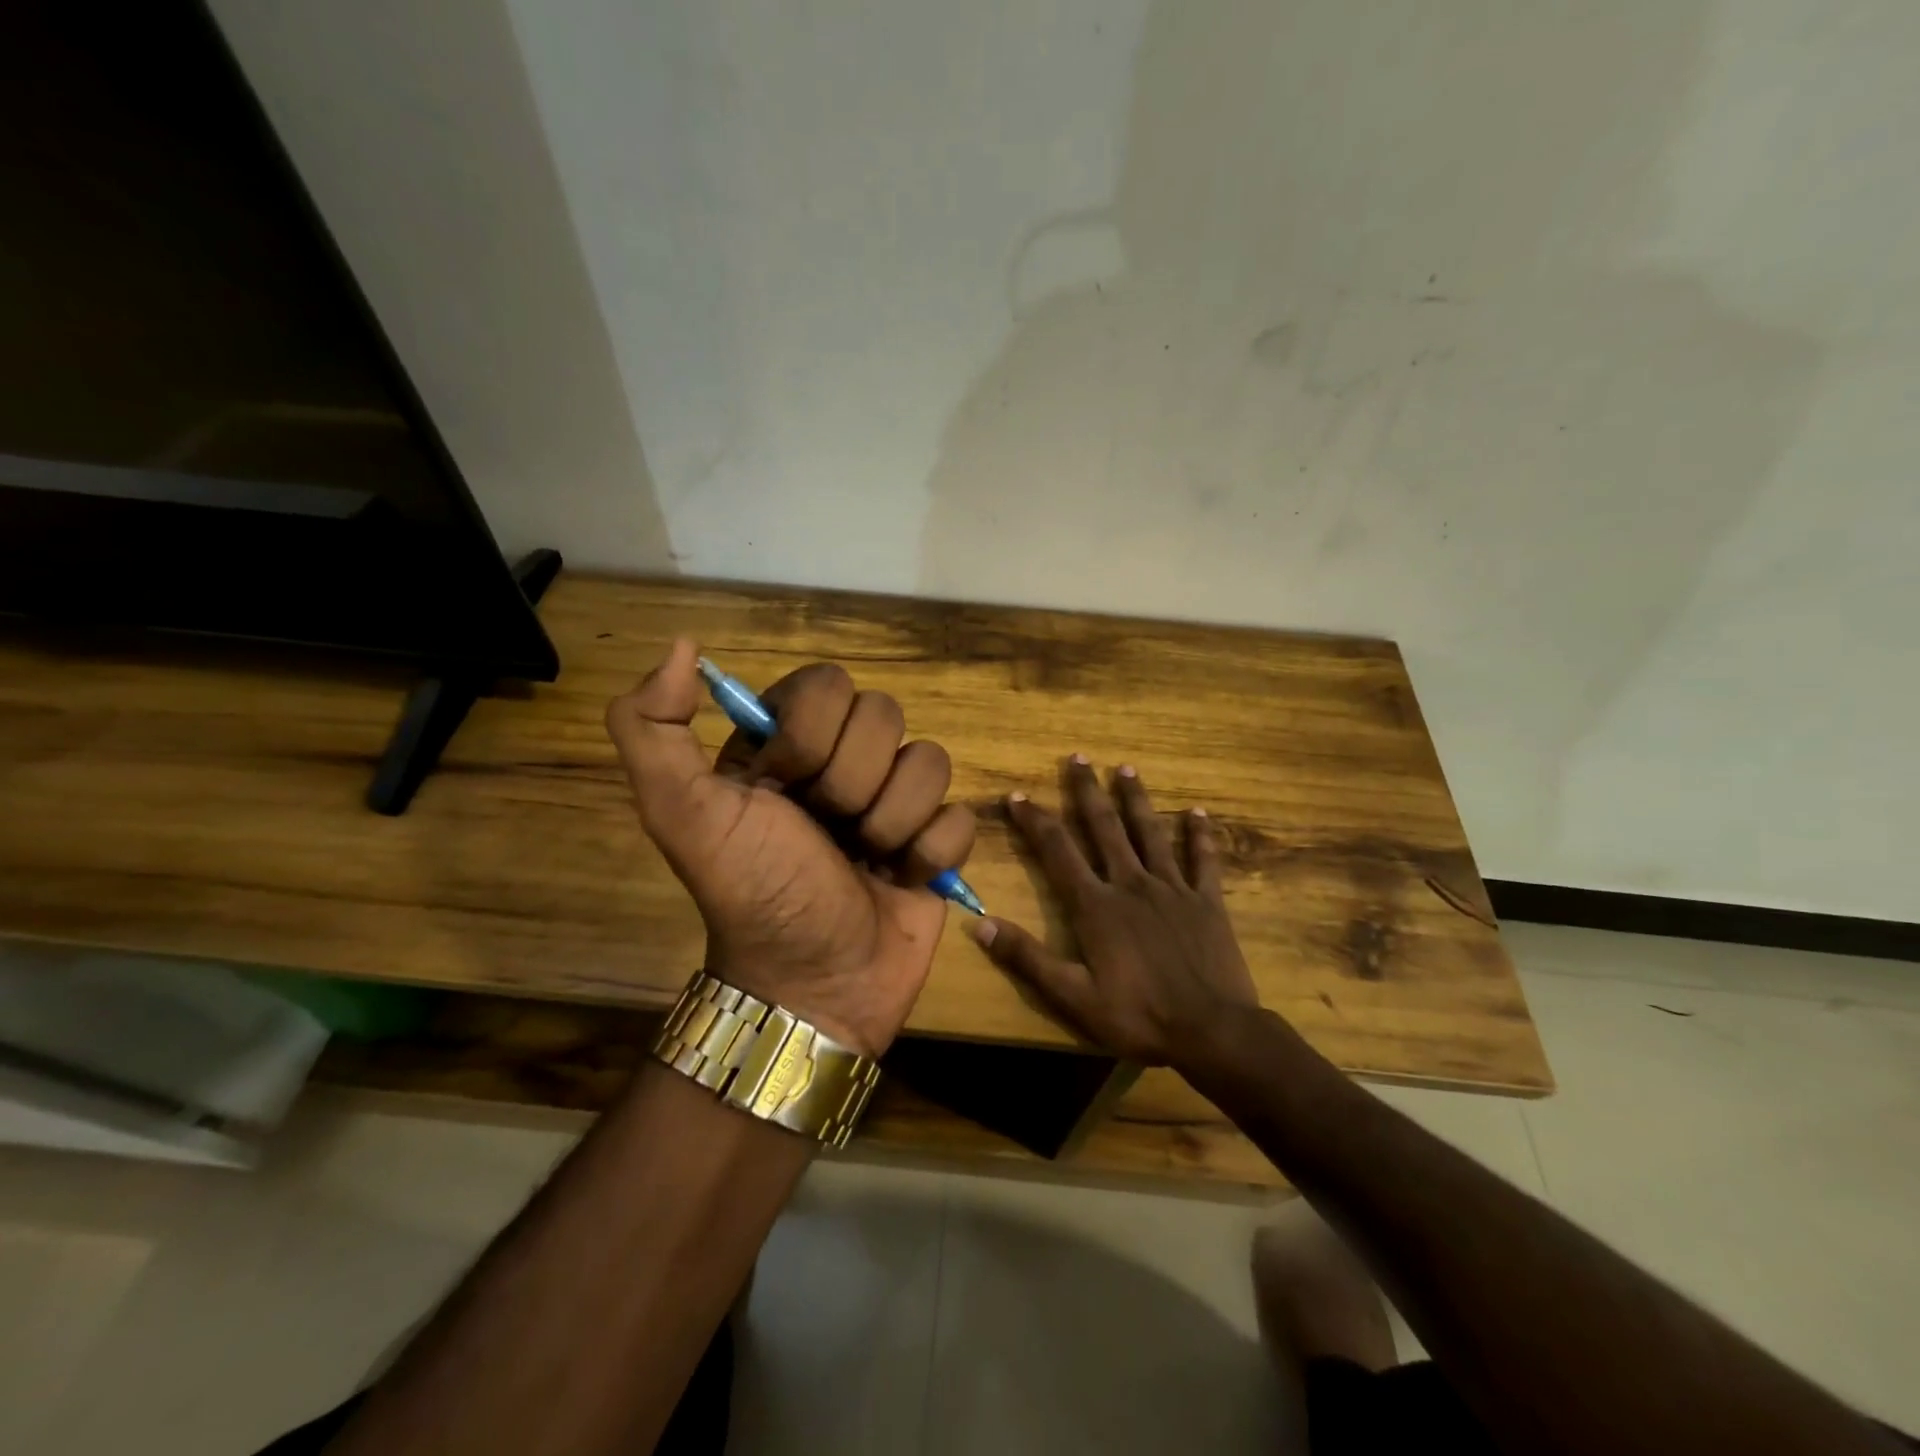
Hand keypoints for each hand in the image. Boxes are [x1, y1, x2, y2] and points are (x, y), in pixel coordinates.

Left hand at [606, 639, 975, 1056]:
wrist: (812, 989)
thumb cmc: (752, 894)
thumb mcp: (681, 813)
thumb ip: (651, 727)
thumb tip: (683, 645)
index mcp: (787, 742)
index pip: (828, 683)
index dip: (813, 734)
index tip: (786, 787)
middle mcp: (843, 761)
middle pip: (885, 716)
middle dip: (853, 785)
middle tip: (827, 832)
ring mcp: (894, 800)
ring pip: (930, 761)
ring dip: (893, 823)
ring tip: (865, 862)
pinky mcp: (935, 842)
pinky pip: (960, 818)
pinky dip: (930, 854)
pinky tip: (901, 880)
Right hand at [969, 756, 1257, 1065]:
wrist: (1213, 1033)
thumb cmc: (1139, 1017)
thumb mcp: (1073, 997)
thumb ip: (1027, 958)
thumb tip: (979, 925)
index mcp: (1096, 905)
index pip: (1058, 851)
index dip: (1035, 821)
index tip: (1017, 795)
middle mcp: (1131, 884)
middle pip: (1104, 828)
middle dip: (1087, 791)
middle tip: (1078, 757)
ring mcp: (1172, 888)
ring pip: (1150, 833)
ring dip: (1136, 799)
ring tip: (1126, 769)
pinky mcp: (1206, 901)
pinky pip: (1202, 859)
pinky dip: (1200, 834)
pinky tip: (1199, 811)